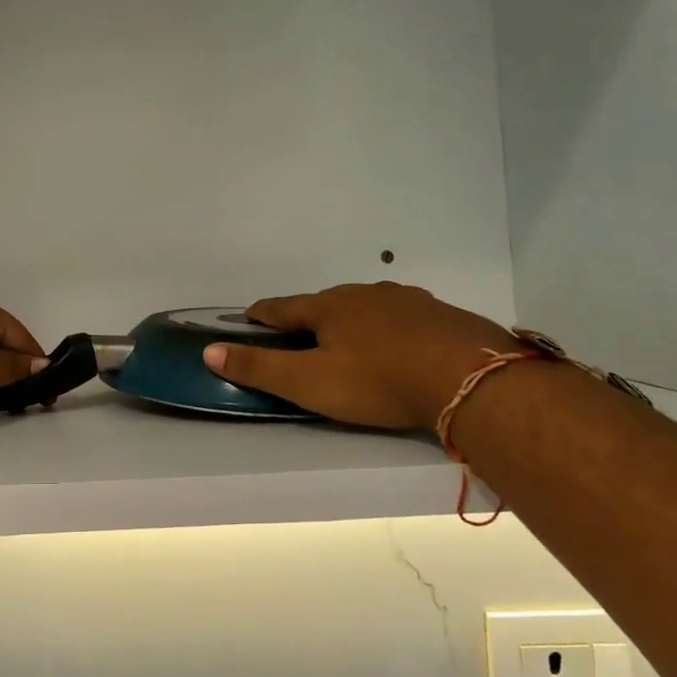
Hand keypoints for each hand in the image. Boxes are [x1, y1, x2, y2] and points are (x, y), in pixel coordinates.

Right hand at [202, 283, 518, 431]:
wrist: (468, 378)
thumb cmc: (377, 382)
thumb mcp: (309, 383)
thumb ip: (259, 368)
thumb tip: (209, 351)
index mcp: (328, 307)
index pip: (283, 307)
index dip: (263, 315)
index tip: (249, 318)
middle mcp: (363, 294)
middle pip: (325, 303)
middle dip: (308, 317)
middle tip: (300, 336)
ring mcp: (405, 300)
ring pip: (366, 306)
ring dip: (351, 320)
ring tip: (348, 339)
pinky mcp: (439, 314)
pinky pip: (402, 317)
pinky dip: (389, 328)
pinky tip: (398, 344)